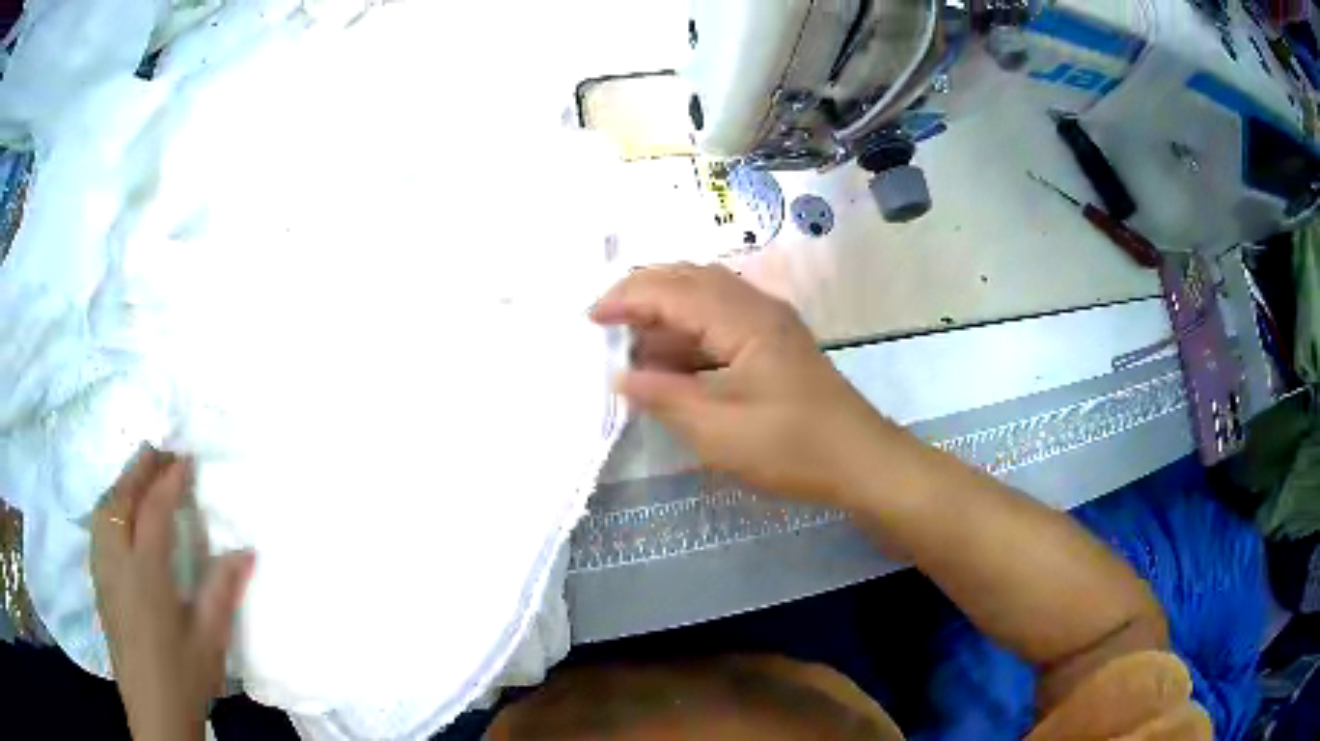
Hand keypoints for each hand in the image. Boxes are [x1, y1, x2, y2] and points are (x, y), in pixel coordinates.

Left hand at [91, 447, 253, 740]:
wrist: (154, 712)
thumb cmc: (183, 677)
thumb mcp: (209, 639)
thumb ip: (222, 590)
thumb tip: (246, 550)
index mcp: (145, 572)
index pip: (154, 510)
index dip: (170, 480)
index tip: (186, 459)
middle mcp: (117, 561)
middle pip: (121, 499)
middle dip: (139, 469)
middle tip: (158, 448)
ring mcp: (103, 570)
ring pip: (104, 509)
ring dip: (121, 484)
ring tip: (137, 473)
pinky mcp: (98, 583)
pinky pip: (98, 527)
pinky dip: (109, 506)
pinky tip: (118, 513)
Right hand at [591, 264, 889, 504]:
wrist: (861, 461)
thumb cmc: (793, 448)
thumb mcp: (719, 431)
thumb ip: (665, 397)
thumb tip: (622, 377)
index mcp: (744, 319)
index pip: (673, 290)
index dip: (627, 298)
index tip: (590, 320)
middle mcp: (757, 307)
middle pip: (691, 279)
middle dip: (643, 294)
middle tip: (605, 322)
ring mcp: (770, 323)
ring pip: (707, 297)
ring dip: (666, 312)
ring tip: (630, 341)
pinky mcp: (775, 343)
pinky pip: (722, 320)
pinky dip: (689, 332)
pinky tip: (671, 359)